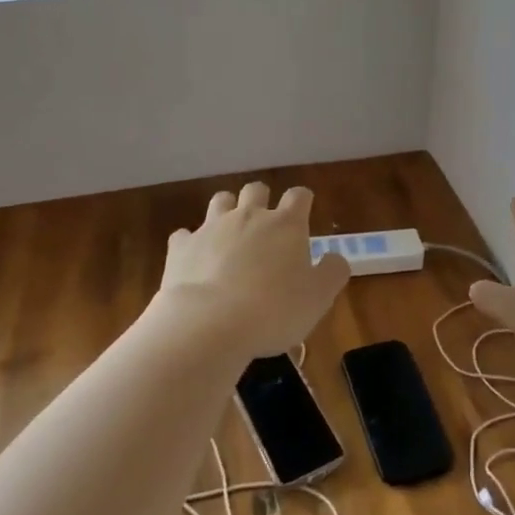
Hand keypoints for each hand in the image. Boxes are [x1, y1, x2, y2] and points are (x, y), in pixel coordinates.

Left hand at [156, 183, 350, 359]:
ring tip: (230, 234)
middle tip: (265, 225)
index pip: (298, 196)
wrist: (208, 324)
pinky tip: (195, 260)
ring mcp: (211, 228)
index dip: (302, 201)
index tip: (304, 214)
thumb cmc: (274, 310)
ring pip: (220, 201)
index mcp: (285, 224)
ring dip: (226, 211)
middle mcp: (249, 216)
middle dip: (261, 199)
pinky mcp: (181, 247)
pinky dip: (191, 243)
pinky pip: (184, 235)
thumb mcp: (319, 297)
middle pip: (255, 190)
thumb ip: (333, 272)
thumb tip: (334, 258)